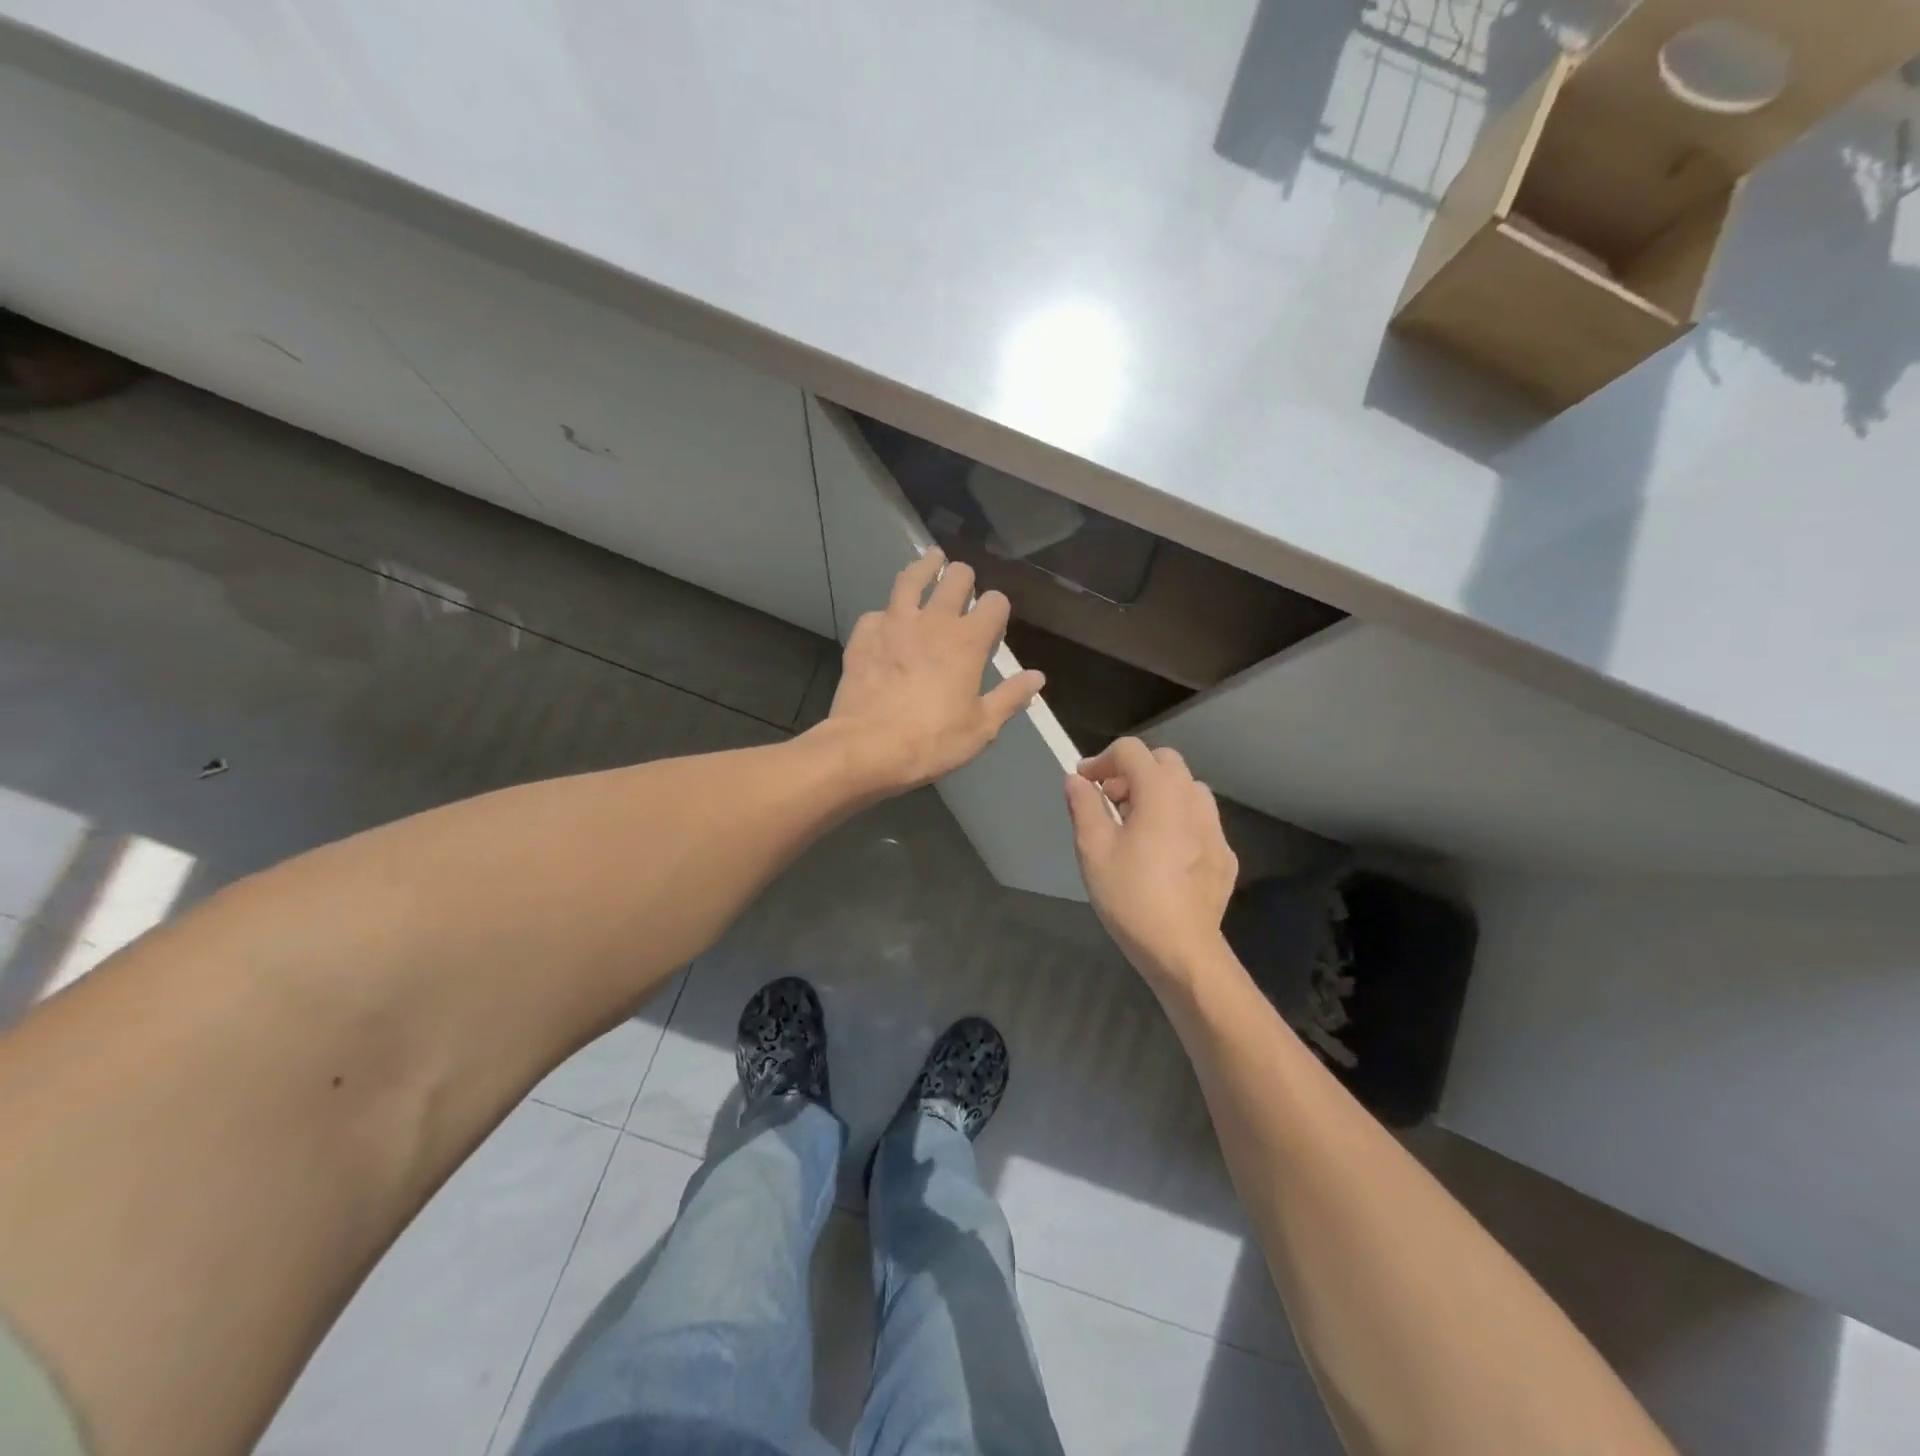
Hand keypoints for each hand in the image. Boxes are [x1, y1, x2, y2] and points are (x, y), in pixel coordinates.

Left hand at [827, 549, 1044, 792]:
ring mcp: (894, 623)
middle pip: (955, 577)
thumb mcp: (981, 727)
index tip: (994, 622)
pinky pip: (876, 613)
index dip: (998, 608)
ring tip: (930, 560)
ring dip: (924, 566)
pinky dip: (885, 615)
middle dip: (964, 577)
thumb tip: (1037, 677)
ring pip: (910, 578)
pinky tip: (885, 623)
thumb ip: (1010, 697)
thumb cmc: (932, 740)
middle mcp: (933, 621)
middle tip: (962, 583)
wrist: (868, 747)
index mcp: (968, 641)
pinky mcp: (863, 635)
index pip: (995, 602)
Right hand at [1065, 738, 1237, 991]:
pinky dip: (1177, 819)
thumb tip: (1076, 779)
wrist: (1182, 950)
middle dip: (1132, 772)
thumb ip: (1084, 806)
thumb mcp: (1093, 849)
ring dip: (1158, 793)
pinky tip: (1162, 853)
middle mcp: (1193, 801)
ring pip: (1186, 788)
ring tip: (1136, 825)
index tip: (1084, 783)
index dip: (1102, 759)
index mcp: (1160, 793)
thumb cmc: (1131, 896)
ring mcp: (1215, 828)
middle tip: (1109, 802)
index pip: (1131, 750)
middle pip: (1164, 762)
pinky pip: (1200, 820)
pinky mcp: (1225, 855)